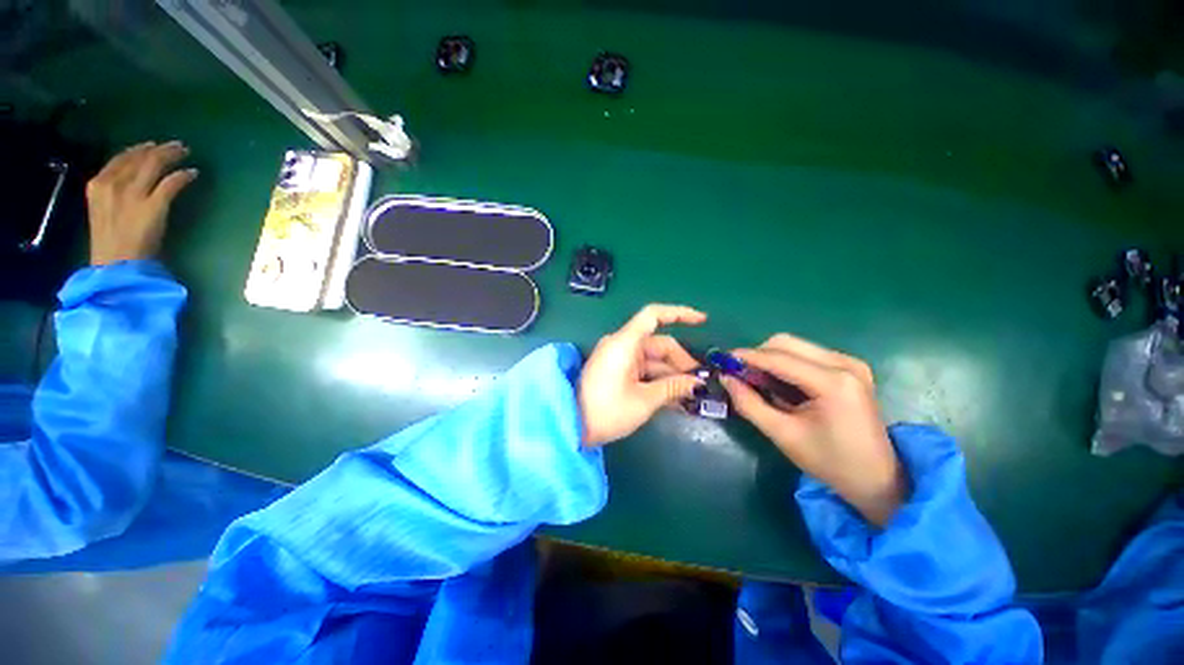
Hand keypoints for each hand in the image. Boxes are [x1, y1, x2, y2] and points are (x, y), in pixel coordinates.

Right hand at [87, 140, 198, 265]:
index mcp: (97, 184)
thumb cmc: (110, 243)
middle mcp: (113, 184)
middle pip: (140, 158)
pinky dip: (183, 176)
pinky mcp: (154, 206)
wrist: (115, 264)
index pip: (120, 158)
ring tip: (185, 152)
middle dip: (159, 149)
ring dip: (172, 156)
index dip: (138, 149)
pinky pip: (171, 183)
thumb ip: (114, 193)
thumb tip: (132, 180)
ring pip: (155, 165)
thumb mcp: (103, 210)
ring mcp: (134, 194)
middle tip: (176, 146)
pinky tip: (193, 173)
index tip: (152, 145)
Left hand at [578, 304, 705, 445]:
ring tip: (690, 396)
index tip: (703, 321)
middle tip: (699, 383)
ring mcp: (618, 358)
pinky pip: (642, 369)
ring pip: (652, 359)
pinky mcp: (616, 371)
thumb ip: (673, 387)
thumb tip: (698, 383)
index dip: (679, 314)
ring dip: (671, 375)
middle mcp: (621, 345)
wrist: (570, 426)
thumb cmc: (606, 411)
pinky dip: (657, 380)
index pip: (653, 315)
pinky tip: (674, 398)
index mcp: (625, 343)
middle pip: (658, 343)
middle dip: (680, 362)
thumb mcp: (643, 400)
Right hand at [722, 334, 905, 525]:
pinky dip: (786, 364)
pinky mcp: (850, 367)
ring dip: (771, 359)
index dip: (745, 357)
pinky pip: (807, 354)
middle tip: (740, 374)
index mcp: (832, 382)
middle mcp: (844, 364)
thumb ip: (749, 403)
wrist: (878, 479)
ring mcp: (850, 363)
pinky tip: (782, 384)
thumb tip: (725, 378)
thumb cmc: (829, 461)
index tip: (721, 361)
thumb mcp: (782, 434)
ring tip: (760, 382)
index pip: (777, 358)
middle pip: (786, 343)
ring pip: (795, 345)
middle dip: (757, 355)